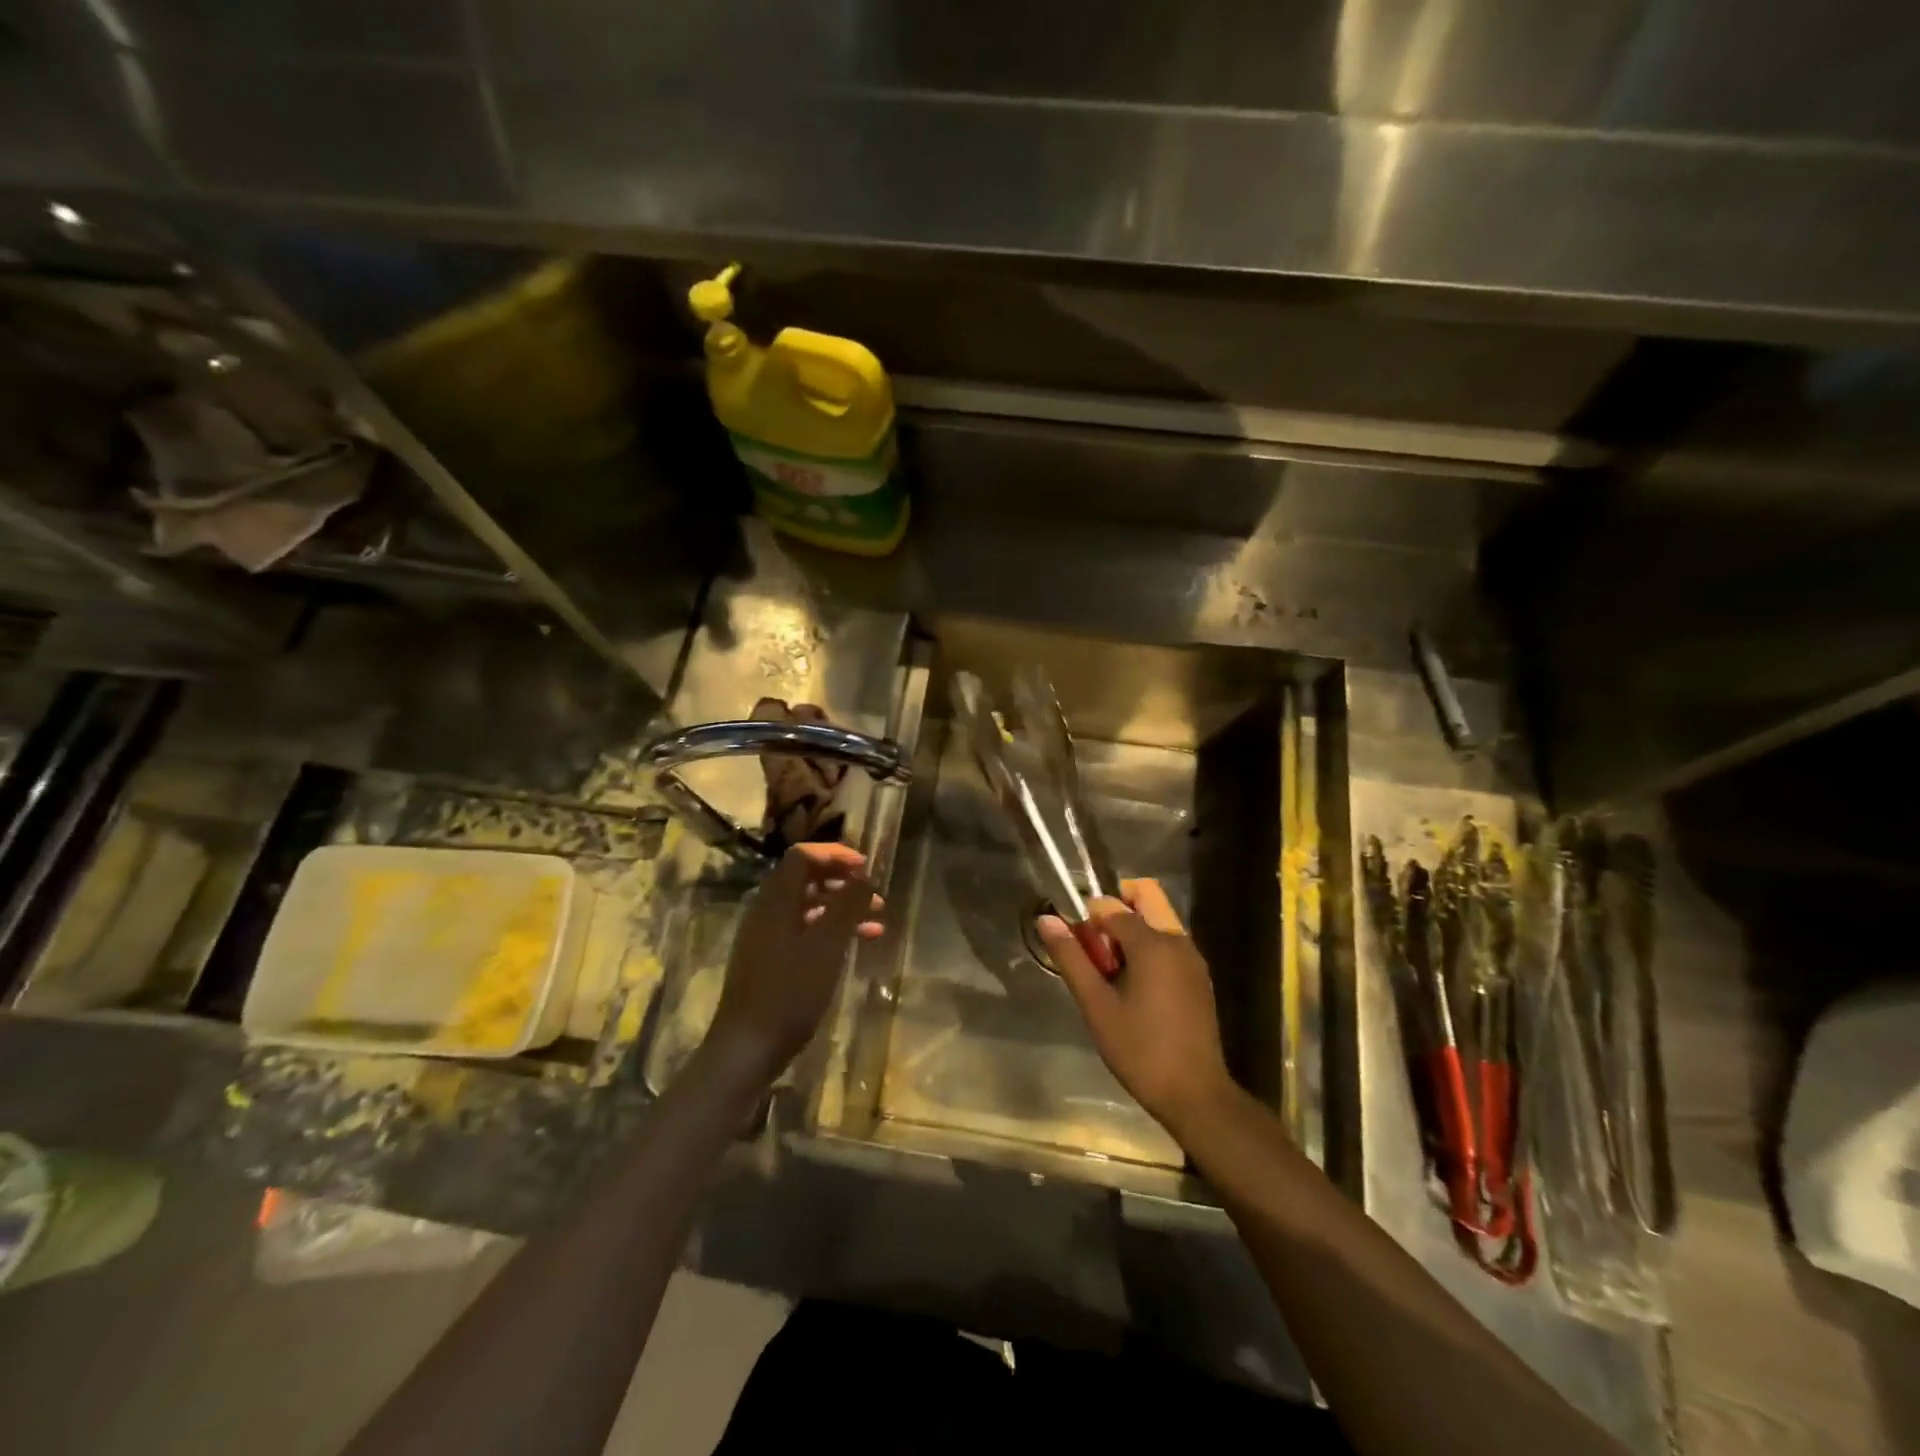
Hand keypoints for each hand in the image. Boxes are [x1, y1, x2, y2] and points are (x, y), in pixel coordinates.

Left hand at [706, 843, 882, 1084]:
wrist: (747, 1048)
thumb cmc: (790, 992)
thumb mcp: (827, 946)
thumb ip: (847, 905)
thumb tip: (864, 877)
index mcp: (776, 900)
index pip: (803, 856)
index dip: (835, 855)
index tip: (866, 867)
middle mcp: (767, 911)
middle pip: (806, 879)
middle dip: (843, 881)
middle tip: (874, 893)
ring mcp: (766, 937)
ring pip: (808, 907)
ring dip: (842, 908)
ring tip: (877, 922)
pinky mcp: (770, 960)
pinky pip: (804, 931)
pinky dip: (831, 931)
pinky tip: (855, 946)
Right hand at [1038, 880, 1235, 1135]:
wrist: (1195, 1095)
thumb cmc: (1140, 1049)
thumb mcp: (1096, 1005)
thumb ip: (1071, 957)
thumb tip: (1046, 919)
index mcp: (1154, 943)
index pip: (1111, 905)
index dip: (1086, 917)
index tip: (1073, 942)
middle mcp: (1178, 940)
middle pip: (1144, 898)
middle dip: (1114, 912)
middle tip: (1094, 949)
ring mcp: (1192, 958)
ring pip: (1156, 921)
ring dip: (1129, 932)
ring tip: (1109, 974)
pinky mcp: (1198, 976)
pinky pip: (1168, 943)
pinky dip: (1146, 949)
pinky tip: (1132, 988)